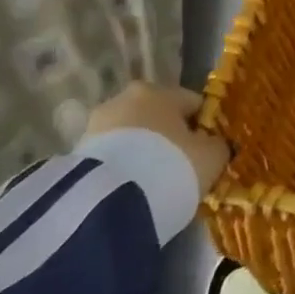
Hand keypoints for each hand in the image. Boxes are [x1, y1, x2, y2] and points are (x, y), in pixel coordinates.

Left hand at [87, 82, 228, 195]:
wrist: (112, 202)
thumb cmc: (172, 166)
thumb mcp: (211, 157)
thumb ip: (218, 145)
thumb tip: (216, 144)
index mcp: (160, 91)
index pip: (192, 103)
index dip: (204, 127)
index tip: (208, 152)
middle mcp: (126, 98)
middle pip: (158, 117)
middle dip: (168, 139)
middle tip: (180, 169)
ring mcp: (97, 123)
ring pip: (132, 137)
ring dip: (142, 153)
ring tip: (153, 185)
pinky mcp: (76, 152)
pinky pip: (112, 156)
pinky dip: (123, 168)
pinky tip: (132, 191)